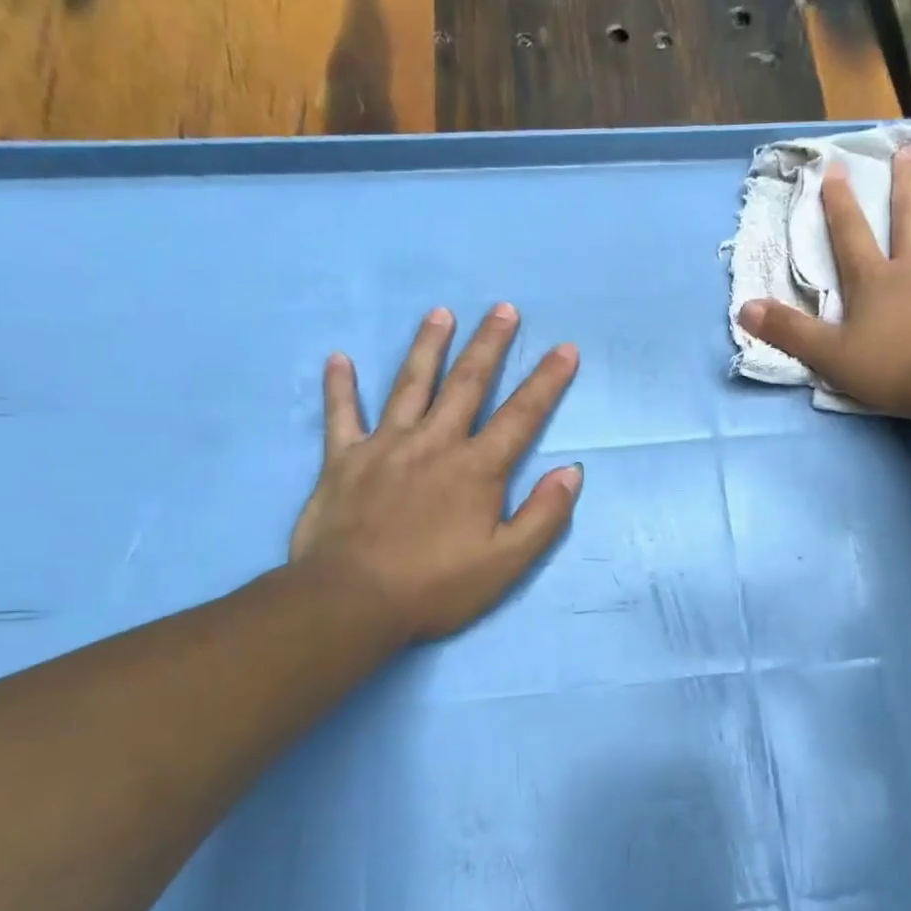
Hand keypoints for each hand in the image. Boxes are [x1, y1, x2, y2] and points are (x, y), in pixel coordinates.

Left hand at [289, 304, 581, 642]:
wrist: (351, 602)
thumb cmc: (436, 586)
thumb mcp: (506, 563)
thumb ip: (544, 516)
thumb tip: (572, 471)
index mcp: (477, 468)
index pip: (521, 415)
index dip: (547, 381)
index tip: (566, 348)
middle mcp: (434, 444)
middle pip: (467, 384)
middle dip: (489, 345)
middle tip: (503, 309)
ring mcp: (385, 447)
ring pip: (410, 386)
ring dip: (428, 347)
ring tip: (440, 313)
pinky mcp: (343, 460)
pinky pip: (342, 415)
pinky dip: (340, 387)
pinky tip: (338, 358)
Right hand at [738, 148, 910, 424]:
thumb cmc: (893, 369)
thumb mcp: (830, 356)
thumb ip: (789, 331)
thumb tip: (744, 308)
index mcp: (873, 281)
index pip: (850, 234)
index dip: (840, 203)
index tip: (835, 169)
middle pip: (907, 217)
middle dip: (903, 184)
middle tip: (906, 152)